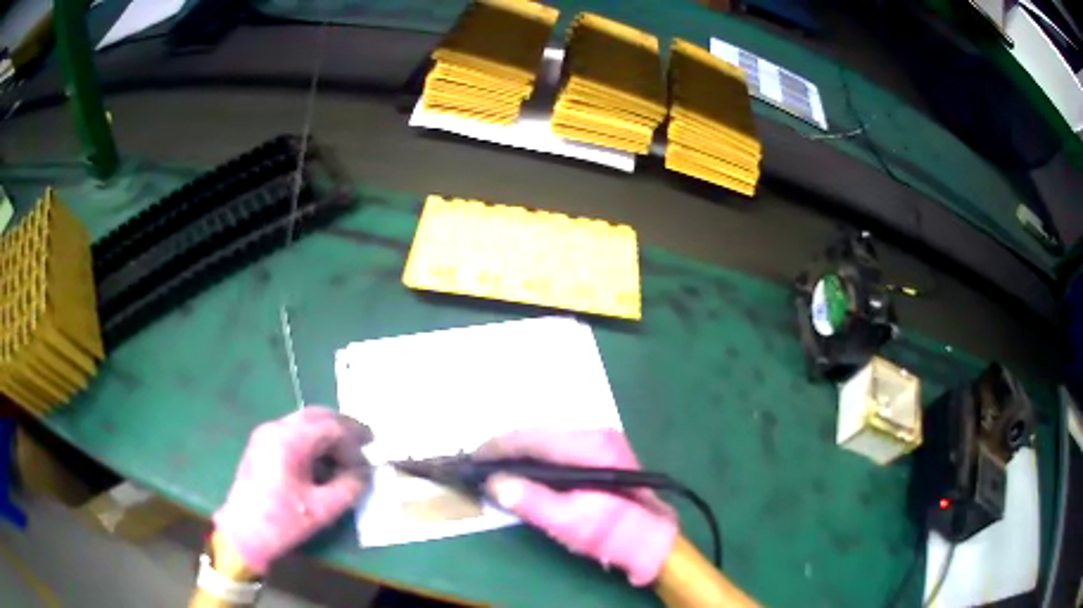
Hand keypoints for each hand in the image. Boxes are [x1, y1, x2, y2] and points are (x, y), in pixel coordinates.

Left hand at [213, 407, 372, 573]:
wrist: (243, 532)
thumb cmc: (283, 520)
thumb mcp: (323, 509)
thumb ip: (349, 487)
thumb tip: (365, 473)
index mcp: (290, 440)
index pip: (331, 427)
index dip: (355, 440)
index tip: (371, 456)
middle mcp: (276, 428)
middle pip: (316, 415)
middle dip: (342, 427)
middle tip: (364, 442)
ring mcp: (265, 434)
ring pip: (304, 422)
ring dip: (327, 433)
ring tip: (345, 455)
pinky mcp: (261, 445)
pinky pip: (293, 432)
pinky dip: (312, 440)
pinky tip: (322, 460)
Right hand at [477, 428, 677, 585]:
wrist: (650, 539)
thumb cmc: (612, 533)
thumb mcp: (570, 523)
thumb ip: (532, 502)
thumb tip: (494, 483)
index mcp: (591, 447)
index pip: (532, 438)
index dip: (498, 447)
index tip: (472, 459)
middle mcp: (595, 434)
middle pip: (537, 435)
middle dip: (505, 449)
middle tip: (477, 466)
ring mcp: (599, 440)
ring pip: (544, 439)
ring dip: (517, 452)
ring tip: (492, 468)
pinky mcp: (598, 451)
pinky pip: (555, 448)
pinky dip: (533, 457)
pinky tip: (520, 470)